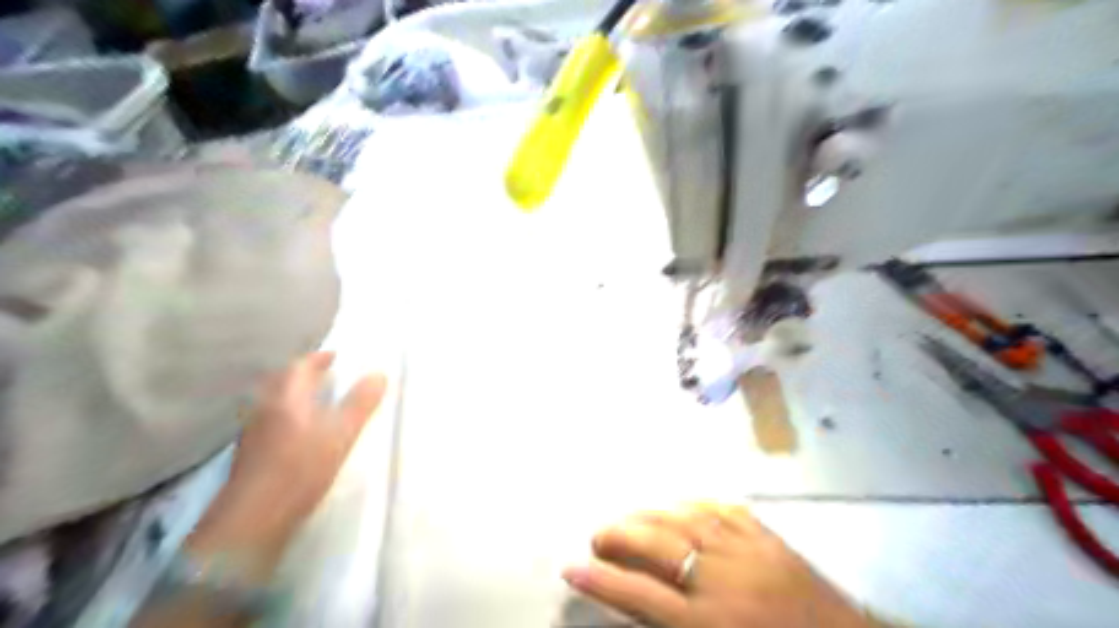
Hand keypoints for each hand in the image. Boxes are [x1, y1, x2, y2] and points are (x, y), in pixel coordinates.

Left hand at [185, 353, 387, 584]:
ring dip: (293, 394)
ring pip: (274, 400)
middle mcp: (265, 406)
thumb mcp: (342, 433)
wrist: (255, 517)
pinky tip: (298, 429)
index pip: (300, 366)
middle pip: (282, 380)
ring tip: (315, 400)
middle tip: (325, 375)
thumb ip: (361, 402)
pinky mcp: (250, 451)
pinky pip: (270, 418)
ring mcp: (253, 429)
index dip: (319, 358)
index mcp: (287, 396)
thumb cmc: (301, 467)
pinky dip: (285, 413)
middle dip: (303, 374)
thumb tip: (379, 374)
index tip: (335, 357)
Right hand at [565, 505, 878, 627]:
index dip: (600, 580)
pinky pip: (723, 509)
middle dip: (619, 536)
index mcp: (709, 624)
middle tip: (598, 535)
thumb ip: (671, 625)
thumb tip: (635, 600)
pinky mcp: (768, 536)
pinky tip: (679, 504)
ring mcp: (747, 551)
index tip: (570, 566)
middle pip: (657, 546)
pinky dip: (694, 504)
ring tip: (630, 518)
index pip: (639, 596)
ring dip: (650, 515)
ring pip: (685, 519)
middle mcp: (722, 581)